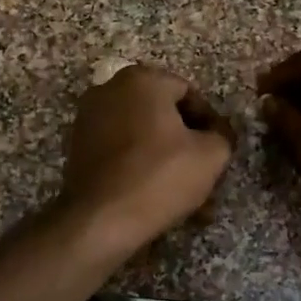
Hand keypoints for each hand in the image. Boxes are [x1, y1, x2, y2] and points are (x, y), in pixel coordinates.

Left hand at [60, 64, 234, 255]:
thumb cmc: (159, 177)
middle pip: (163, 114)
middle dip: (187, 144)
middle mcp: (109, 89)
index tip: (219, 151)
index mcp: (141, 80)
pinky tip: (158, 197)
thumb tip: (216, 133)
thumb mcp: (211, 155)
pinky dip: (141, 168)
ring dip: (167, 160)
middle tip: (205, 174)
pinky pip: (121, 151)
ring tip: (187, 196)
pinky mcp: (78, 147)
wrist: (100, 220)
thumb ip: (222, 134)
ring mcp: (89, 118)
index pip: (189, 93)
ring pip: (142, 136)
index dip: (210, 122)